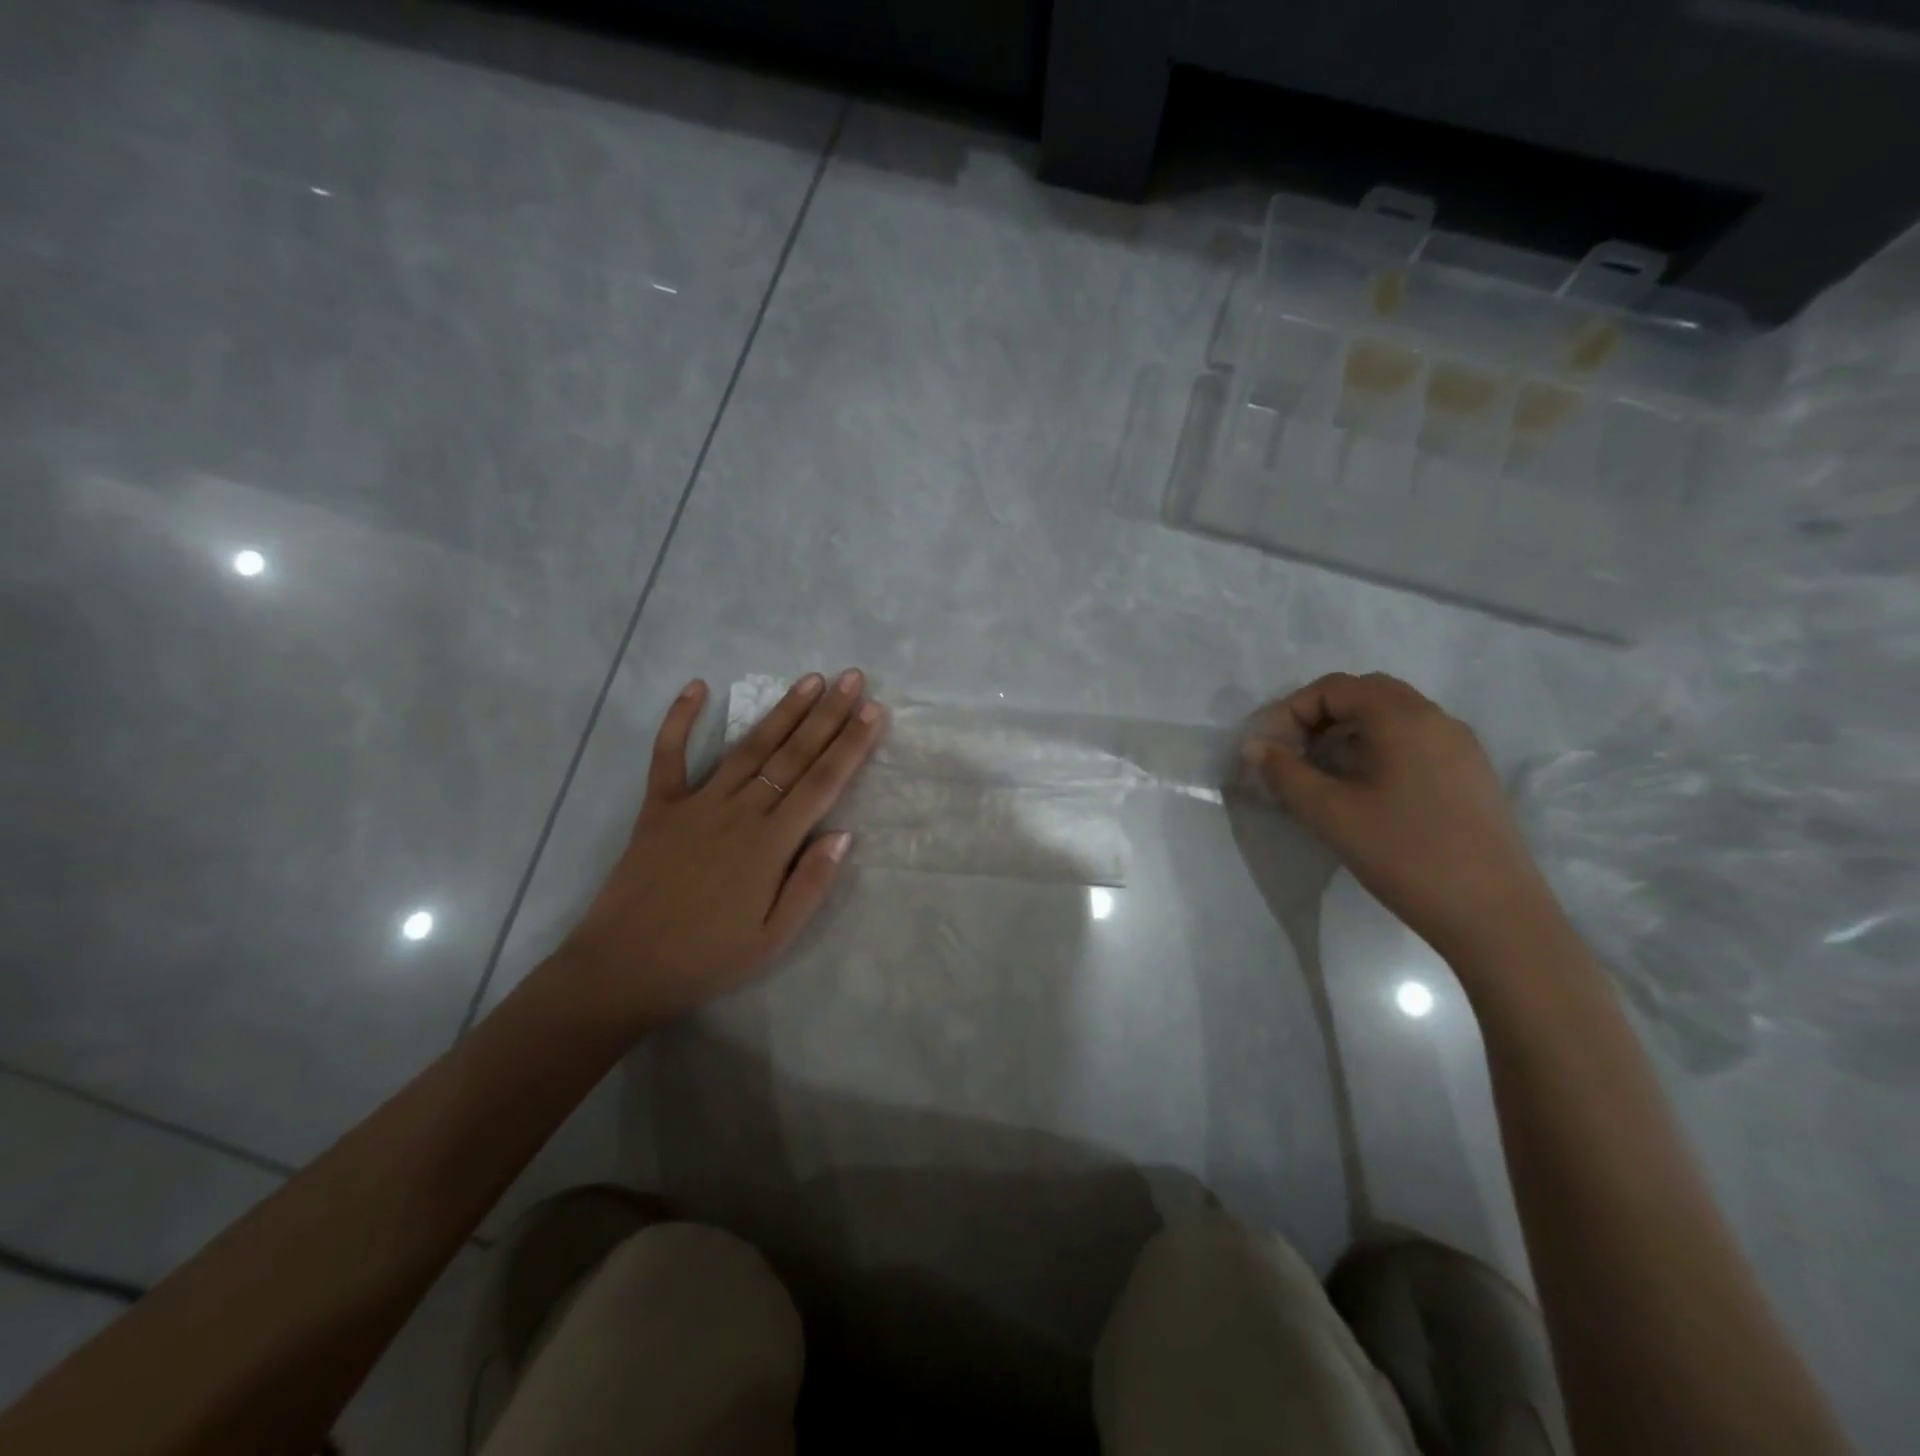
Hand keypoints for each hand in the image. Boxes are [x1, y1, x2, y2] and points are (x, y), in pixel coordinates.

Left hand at [558, 670, 884, 1028]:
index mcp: (770, 844)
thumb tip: (844, 834)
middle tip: (852, 678)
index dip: (851, 744)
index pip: (822, 783)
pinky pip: (668, 756)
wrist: (623, 968)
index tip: (873, 710)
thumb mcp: (774, 938)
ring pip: (748, 747)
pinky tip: (696, 686)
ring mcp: (695, 803)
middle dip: (827, 714)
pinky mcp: (658, 806)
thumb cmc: (708, 957)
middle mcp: (738, 812)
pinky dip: (679, 720)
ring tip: (809, 679)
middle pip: (792, 754)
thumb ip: (811, 884)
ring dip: (781, 710)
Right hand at [1243, 672, 1555, 958]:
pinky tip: (1365, 790)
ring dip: (1348, 732)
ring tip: (1322, 773)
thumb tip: (1255, 746)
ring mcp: (1460, 746)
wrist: (1494, 915)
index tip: (1268, 750)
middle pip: (1365, 693)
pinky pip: (1415, 740)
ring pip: (1392, 716)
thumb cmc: (1404, 855)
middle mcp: (1436, 718)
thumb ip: (1285, 773)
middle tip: (1292, 754)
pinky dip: (1378, 748)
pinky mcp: (1471, 774)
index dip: (1290, 711)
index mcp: (1402, 718)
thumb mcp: (1329, 813)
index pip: (1333, 688)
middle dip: (1319, 716)